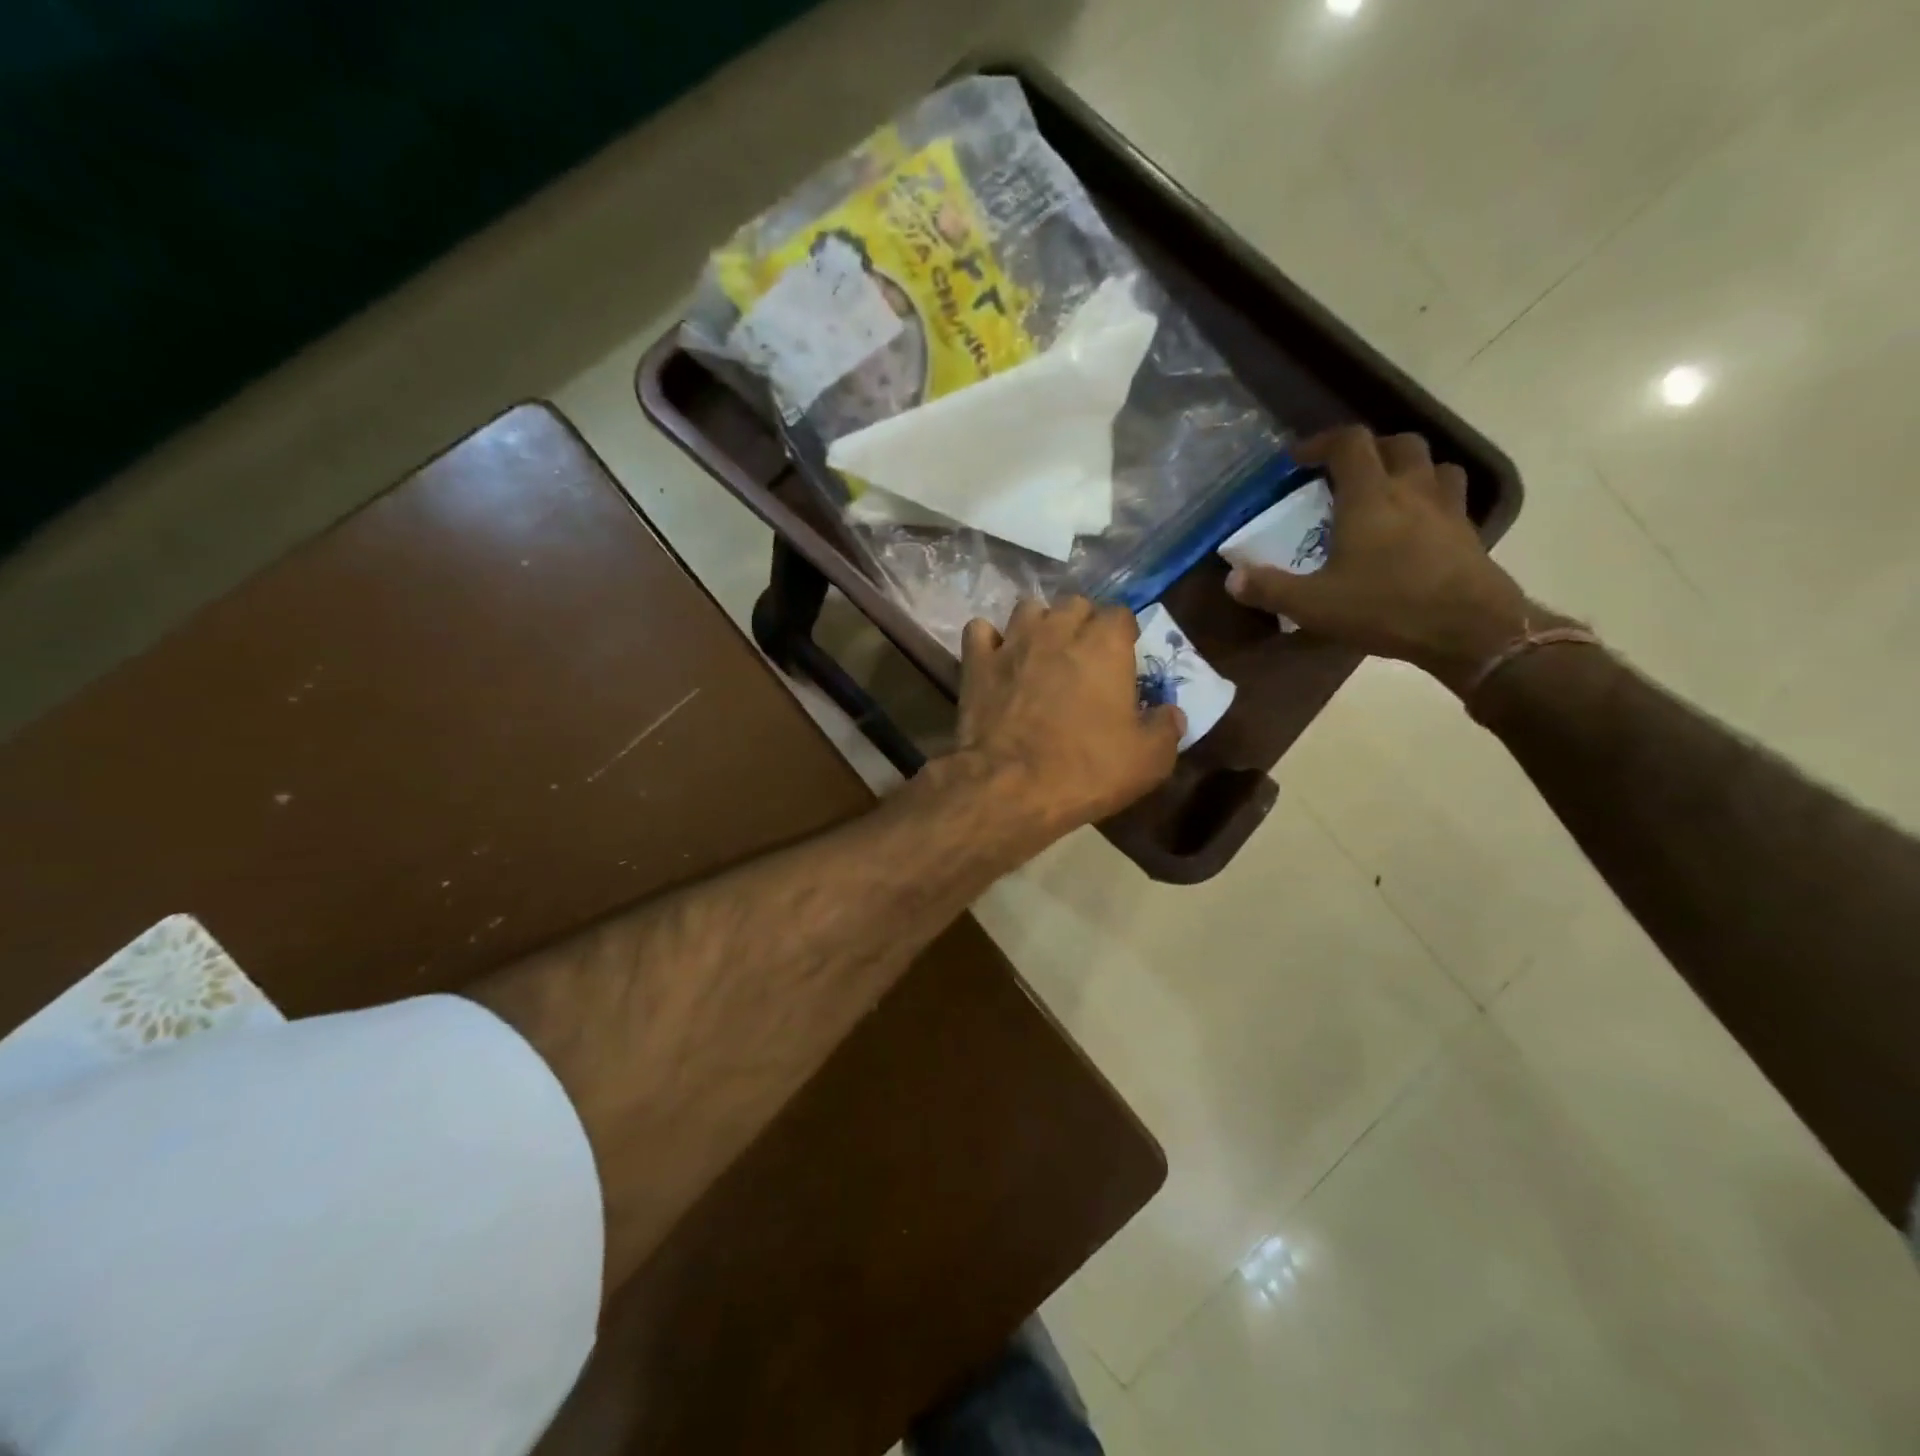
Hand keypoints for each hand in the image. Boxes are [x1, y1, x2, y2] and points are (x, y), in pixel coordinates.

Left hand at [953, 597, 1183, 838]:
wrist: (1011, 787)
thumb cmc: (1086, 770)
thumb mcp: (1149, 760)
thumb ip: (1165, 728)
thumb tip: (1171, 713)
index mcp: (1104, 644)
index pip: (1120, 614)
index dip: (1123, 635)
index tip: (1123, 659)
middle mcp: (1058, 630)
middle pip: (1074, 604)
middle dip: (1081, 623)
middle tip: (1083, 658)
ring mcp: (1012, 642)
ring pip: (1027, 609)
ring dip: (1038, 625)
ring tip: (1040, 654)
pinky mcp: (976, 662)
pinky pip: (980, 631)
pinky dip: (989, 640)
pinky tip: (996, 659)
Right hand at [1225, 426, 1538, 693]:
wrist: (1470, 629)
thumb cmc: (1386, 607)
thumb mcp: (1314, 605)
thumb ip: (1270, 588)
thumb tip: (1232, 578)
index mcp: (1370, 496)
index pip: (1349, 443)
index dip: (1322, 442)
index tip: (1298, 459)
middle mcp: (1411, 489)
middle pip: (1397, 443)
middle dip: (1369, 449)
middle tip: (1345, 473)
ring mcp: (1447, 508)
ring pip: (1433, 465)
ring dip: (1407, 467)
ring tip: (1386, 491)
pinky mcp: (1468, 532)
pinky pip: (1451, 497)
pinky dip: (1431, 498)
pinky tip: (1416, 526)